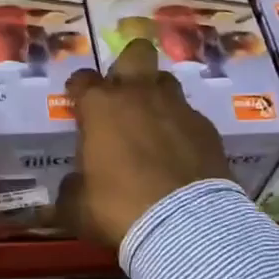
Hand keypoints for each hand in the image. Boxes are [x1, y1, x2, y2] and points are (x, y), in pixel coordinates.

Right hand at [61, 38, 229, 248]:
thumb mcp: (78, 207)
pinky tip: (180, 152)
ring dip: (157, 96)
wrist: (185, 225)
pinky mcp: (207, 128)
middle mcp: (139, 95)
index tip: (78, 104)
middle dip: (128, 65)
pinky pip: (190, 116)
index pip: (82, 79)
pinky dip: (182, 128)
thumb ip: (71, 188)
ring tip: (153, 123)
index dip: (78, 90)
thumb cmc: (119, 208)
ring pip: (166, 81)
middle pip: (136, 54)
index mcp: (101, 107)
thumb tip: (73, 185)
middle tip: (123, 93)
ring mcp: (177, 108)